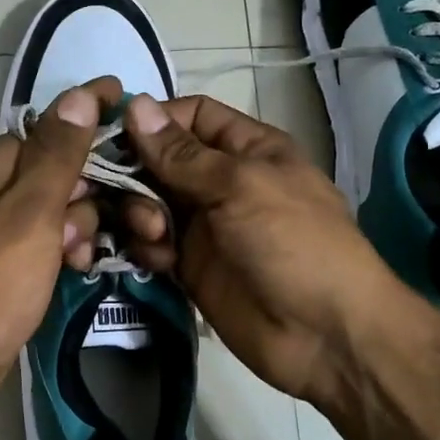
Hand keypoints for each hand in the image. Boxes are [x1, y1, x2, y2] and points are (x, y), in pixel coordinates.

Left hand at [0, 77, 120, 419]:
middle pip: (66, 169)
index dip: (96, 120)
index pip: (57, 125)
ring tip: (83, 256)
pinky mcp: (13, 261)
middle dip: (98, 189)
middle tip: (133, 217)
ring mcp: (6, 226)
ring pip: (65, 208)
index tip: (137, 115)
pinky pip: (54, 240)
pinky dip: (70, 249)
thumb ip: (58, 154)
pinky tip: (78, 269)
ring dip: (85, 226)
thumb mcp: (30, 213)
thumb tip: (81, 94)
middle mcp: (0, 188)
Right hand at [117, 92, 404, 410]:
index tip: (115, 134)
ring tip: (154, 235)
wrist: (324, 335)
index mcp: (246, 149)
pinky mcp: (189, 267)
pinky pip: (152, 245)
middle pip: (160, 160)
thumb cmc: (294, 242)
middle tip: (120, 192)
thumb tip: (135, 104)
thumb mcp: (240, 186)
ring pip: (149, 203)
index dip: (154, 120)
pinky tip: (159, 262)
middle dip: (135, 172)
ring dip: (139, 212)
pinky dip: (146, 248)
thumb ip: (182, 153)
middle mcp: (220, 181)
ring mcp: (204, 226)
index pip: (191, 116)